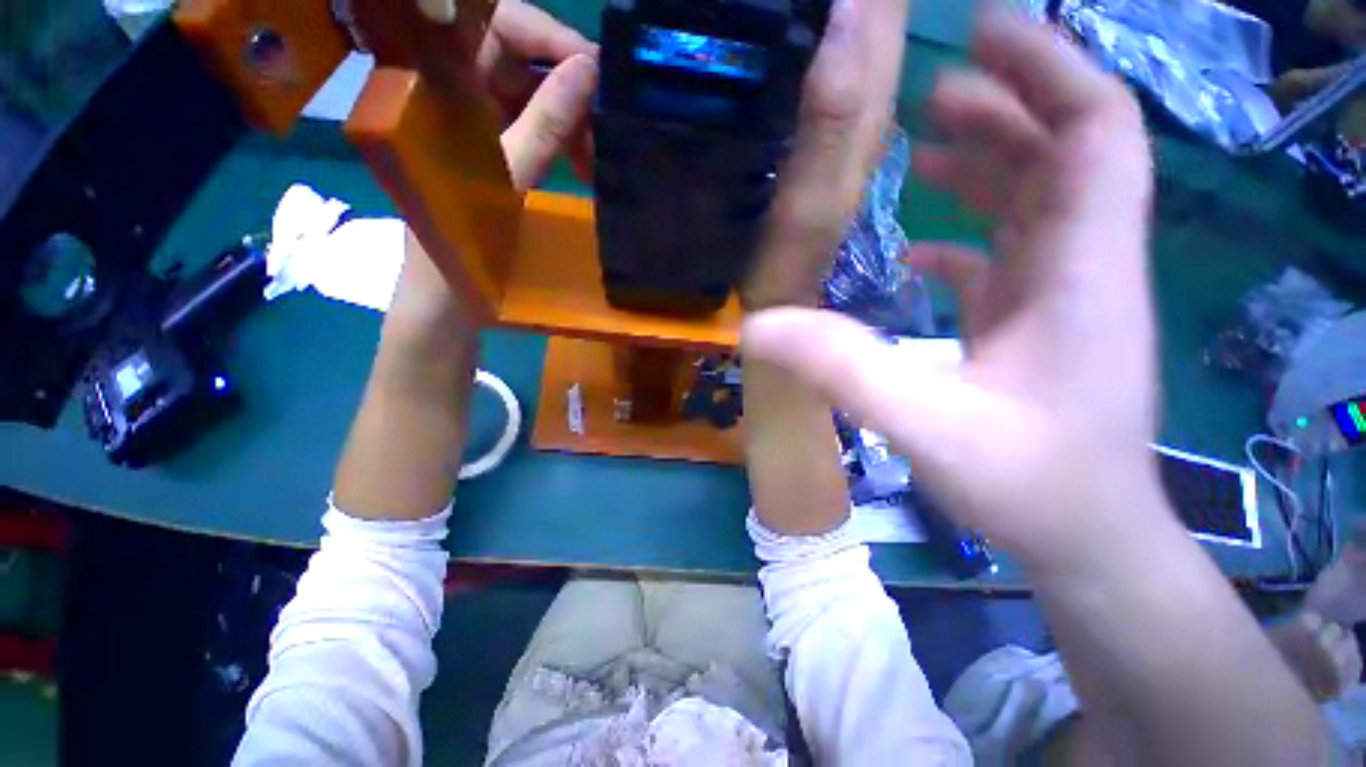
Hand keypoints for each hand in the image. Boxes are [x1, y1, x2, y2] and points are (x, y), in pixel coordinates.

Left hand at [384, 13, 598, 342]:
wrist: (450, 294)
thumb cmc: (465, 237)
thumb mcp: (508, 175)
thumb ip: (546, 121)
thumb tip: (589, 70)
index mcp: (439, 82)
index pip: (496, 22)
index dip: (548, 34)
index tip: (594, 69)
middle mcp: (457, 89)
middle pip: (520, 56)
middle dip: (567, 84)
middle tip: (604, 121)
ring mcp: (478, 119)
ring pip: (533, 93)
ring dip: (572, 118)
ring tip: (598, 156)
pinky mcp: (497, 147)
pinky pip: (537, 126)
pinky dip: (565, 140)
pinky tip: (586, 165)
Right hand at [743, 15, 1156, 565]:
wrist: (1083, 540)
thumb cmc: (1028, 485)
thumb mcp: (924, 423)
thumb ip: (840, 367)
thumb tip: (757, 326)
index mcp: (1082, 273)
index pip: (1096, 132)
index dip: (1051, 68)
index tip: (985, 30)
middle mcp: (1084, 269)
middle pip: (1067, 153)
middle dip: (1008, 103)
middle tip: (932, 87)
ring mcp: (1062, 298)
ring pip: (1039, 202)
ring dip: (988, 162)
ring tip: (924, 142)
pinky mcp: (1038, 327)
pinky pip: (1010, 257)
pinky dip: (968, 236)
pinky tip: (920, 248)